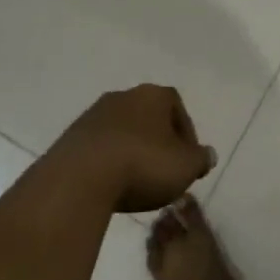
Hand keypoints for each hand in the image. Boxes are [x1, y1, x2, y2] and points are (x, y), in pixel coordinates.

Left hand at [45, 85, 215, 213]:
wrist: (79, 178)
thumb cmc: (142, 164)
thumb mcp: (184, 167)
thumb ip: (200, 159)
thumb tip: (208, 154)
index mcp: (154, 95)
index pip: (177, 107)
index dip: (186, 135)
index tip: (187, 161)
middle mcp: (124, 96)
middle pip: (148, 116)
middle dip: (157, 141)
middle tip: (163, 170)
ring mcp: (94, 114)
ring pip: (122, 130)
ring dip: (131, 150)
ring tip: (135, 181)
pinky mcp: (71, 136)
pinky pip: (99, 146)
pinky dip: (108, 161)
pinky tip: (110, 184)